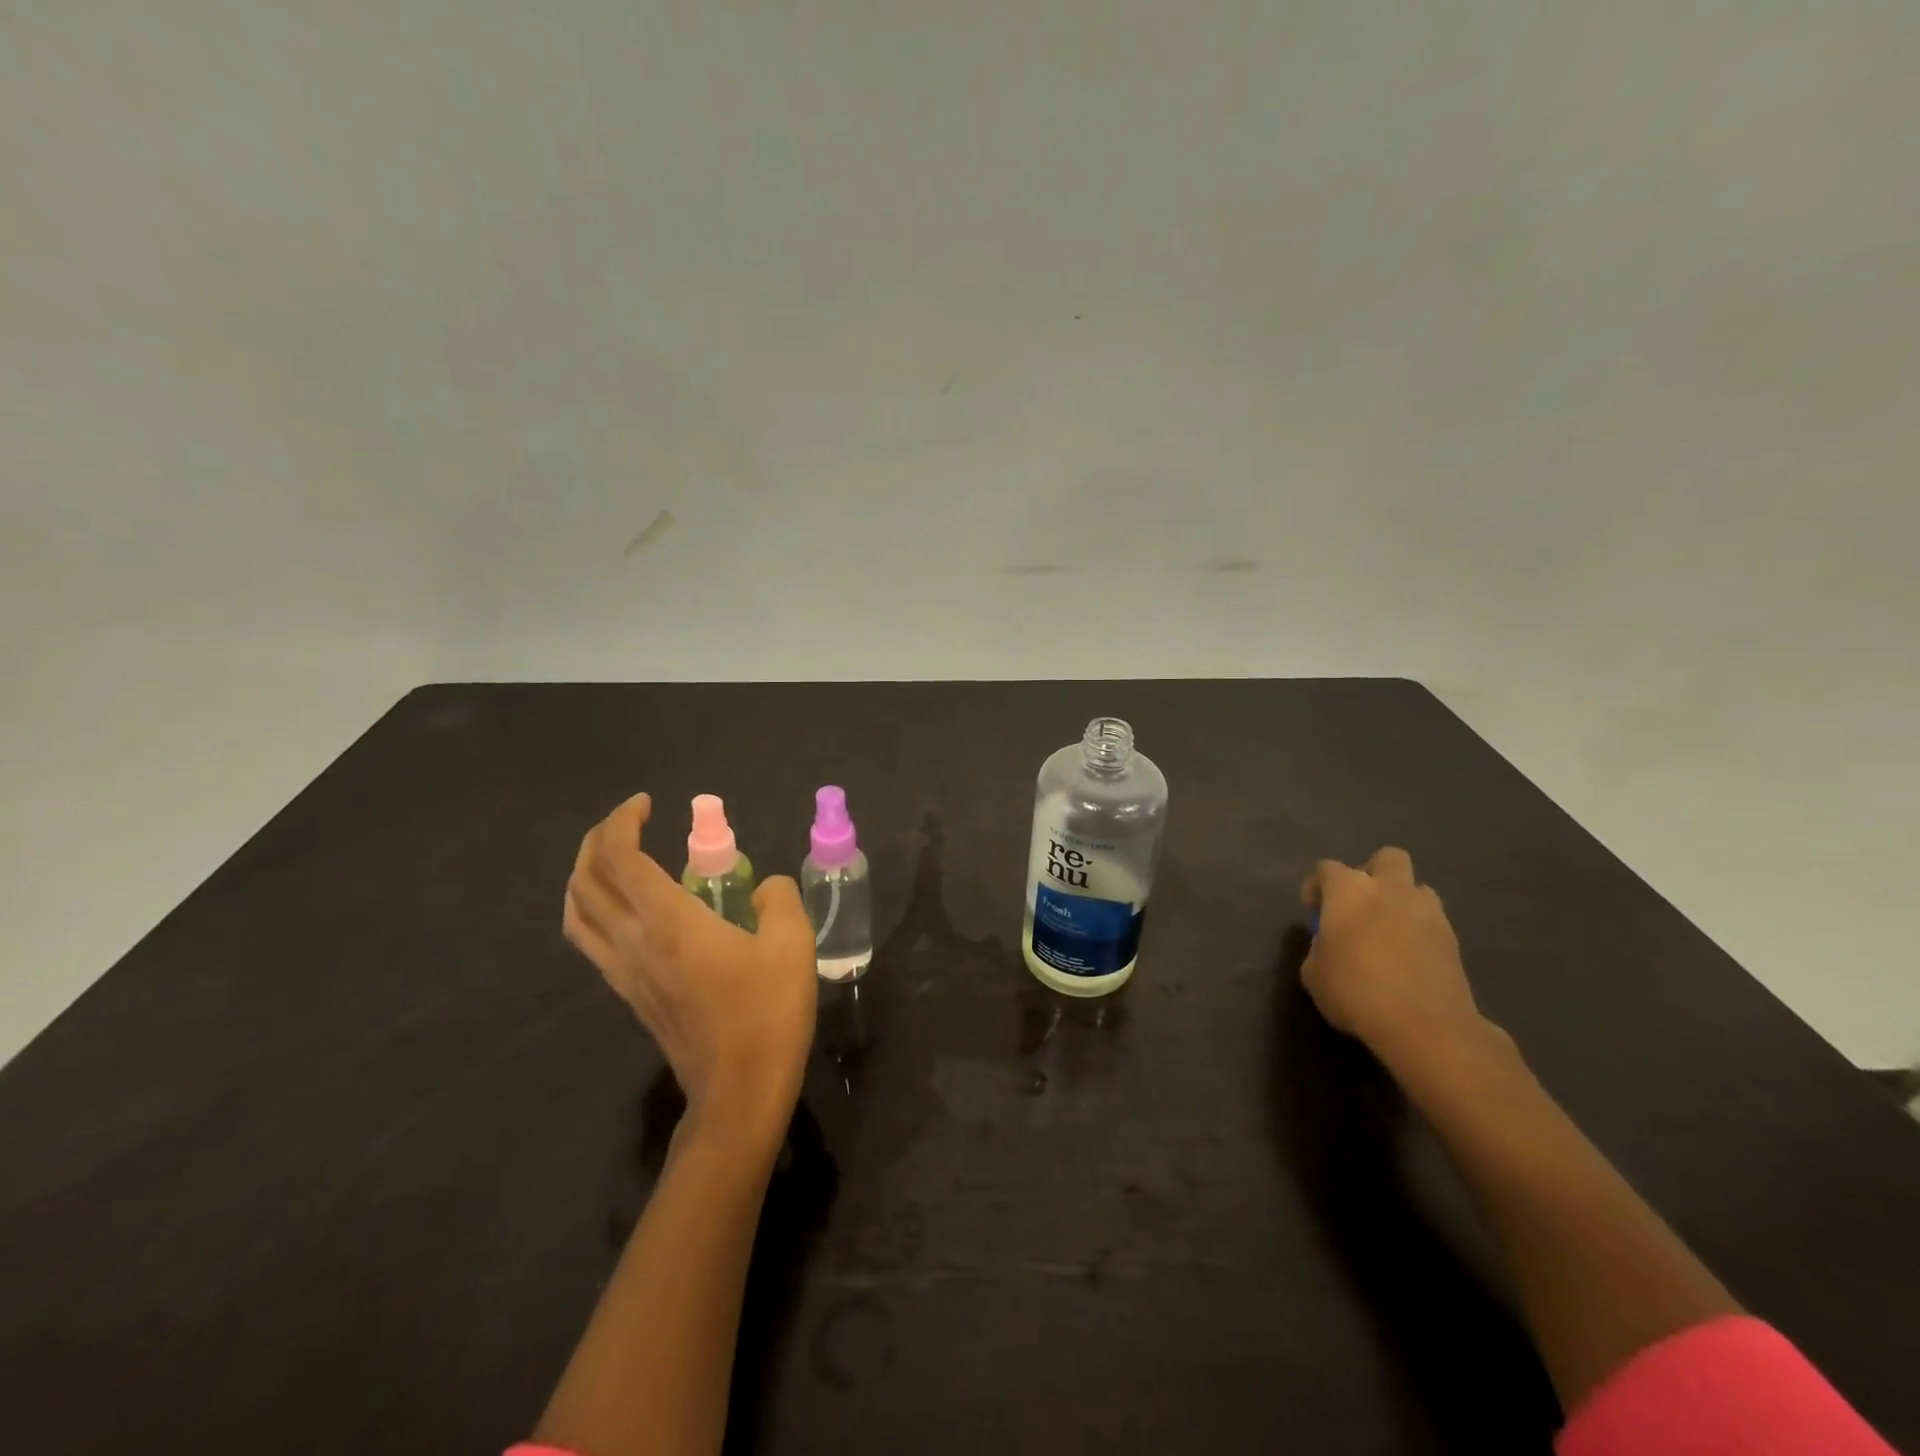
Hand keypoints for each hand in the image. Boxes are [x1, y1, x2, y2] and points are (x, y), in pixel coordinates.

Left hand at [563, 793, 817, 1146]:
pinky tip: (622, 907)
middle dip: (598, 838)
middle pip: (586, 880)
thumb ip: (778, 899)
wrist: (739, 1090)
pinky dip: (591, 908)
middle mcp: (634, 942)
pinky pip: (590, 940)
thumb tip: (764, 887)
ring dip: (585, 874)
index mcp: (669, 923)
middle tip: (630, 820)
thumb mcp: (793, 944)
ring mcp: (625, 972)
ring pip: (577, 913)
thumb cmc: (768, 1013)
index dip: (623, 821)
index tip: (647, 803)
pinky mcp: (629, 994)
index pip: (621, 859)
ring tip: (614, 856)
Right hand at [1299, 847, 1489, 1075]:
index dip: (1316, 887)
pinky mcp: (1452, 938)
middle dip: (1372, 873)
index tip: (1313, 911)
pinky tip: (1408, 956)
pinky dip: (1419, 929)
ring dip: (1401, 900)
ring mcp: (1427, 911)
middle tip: (1359, 904)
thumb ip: (1320, 947)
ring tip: (1388, 930)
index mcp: (1349, 890)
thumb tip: (1330, 944)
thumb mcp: (1313, 973)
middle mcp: (1390, 889)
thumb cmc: (1355, 992)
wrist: (1425, 1026)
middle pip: (1386, 858)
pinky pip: (1432, 919)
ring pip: (1416, 887)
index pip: (1327, 869)